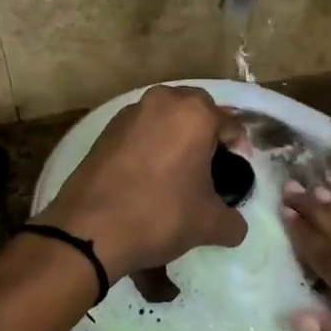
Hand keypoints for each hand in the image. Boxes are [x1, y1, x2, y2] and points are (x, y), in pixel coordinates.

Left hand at [35, 85, 248, 280]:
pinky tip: (149, 174)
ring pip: (165, 117)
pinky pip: (140, 130)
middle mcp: (163, 101)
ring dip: (176, 136)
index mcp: (195, 114)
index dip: (239, 148)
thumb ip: (232, 222)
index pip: (230, 124)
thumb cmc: (160, 215)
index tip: (238, 170)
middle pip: (197, 111)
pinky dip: (150, 145)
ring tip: (178, 170)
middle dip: (206, 134)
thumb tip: (235, 226)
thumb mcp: (209, 224)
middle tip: (210, 165)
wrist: (90, 229)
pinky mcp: (105, 130)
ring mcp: (130, 113)